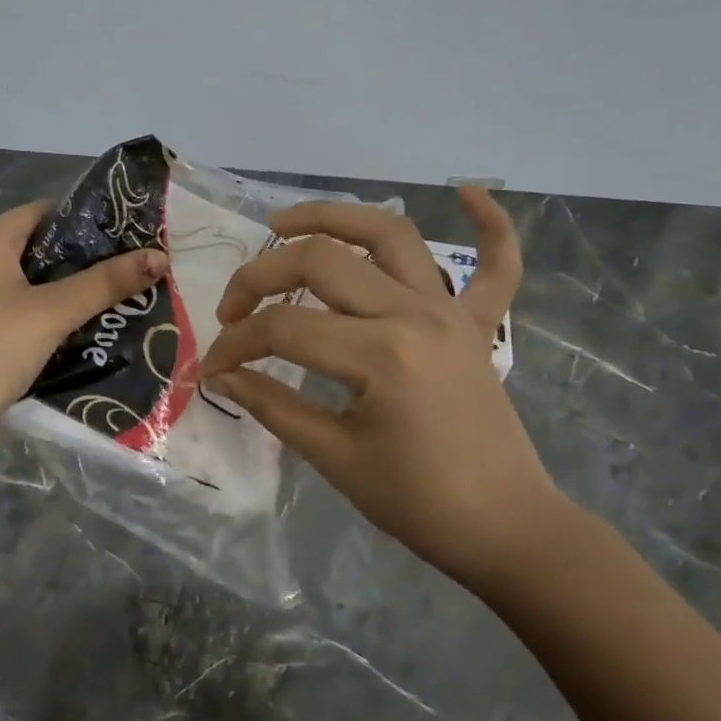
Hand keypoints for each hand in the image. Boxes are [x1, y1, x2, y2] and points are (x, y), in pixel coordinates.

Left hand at [0, 202, 166, 462]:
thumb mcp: (51, 313)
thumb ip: (105, 283)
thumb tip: (160, 256)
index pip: (48, 213)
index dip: (90, 222)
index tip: (133, 239)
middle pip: (42, 250)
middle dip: (87, 264)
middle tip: (135, 276)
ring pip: (33, 287)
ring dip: (72, 296)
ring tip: (122, 305)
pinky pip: (21, 315)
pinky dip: (50, 321)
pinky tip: (85, 335)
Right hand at [202, 188, 561, 590]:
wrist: (506, 530)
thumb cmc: (417, 504)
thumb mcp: (334, 457)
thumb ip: (272, 405)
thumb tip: (220, 376)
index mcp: (380, 354)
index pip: (284, 328)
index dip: (237, 345)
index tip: (214, 369)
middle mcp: (415, 314)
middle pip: (321, 261)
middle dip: (261, 276)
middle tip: (234, 308)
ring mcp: (452, 312)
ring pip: (390, 234)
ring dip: (334, 216)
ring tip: (284, 223)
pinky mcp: (478, 325)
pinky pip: (498, 264)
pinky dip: (492, 225)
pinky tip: (469, 190)